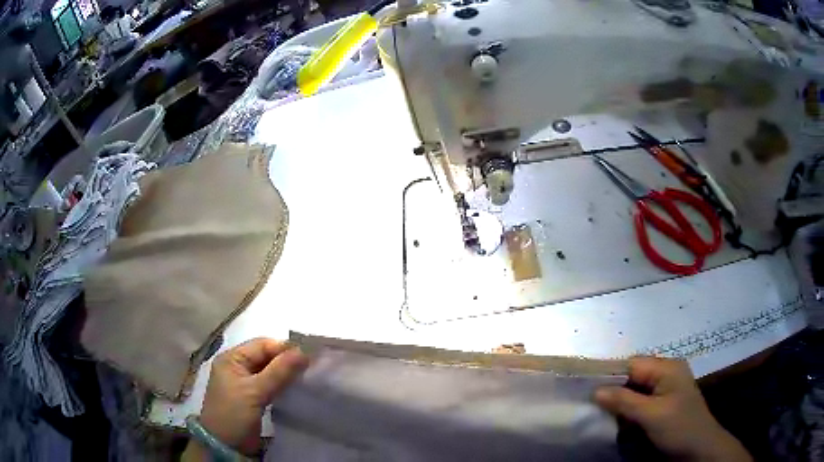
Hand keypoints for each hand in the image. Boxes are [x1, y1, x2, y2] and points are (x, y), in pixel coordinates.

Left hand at [193, 338, 308, 456]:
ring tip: (307, 376)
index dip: (284, 348)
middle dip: (287, 360)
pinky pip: (270, 384)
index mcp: (232, 358)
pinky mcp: (252, 397)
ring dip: (286, 373)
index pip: (262, 345)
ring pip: (270, 371)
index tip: (309, 355)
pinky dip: (282, 384)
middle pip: (266, 356)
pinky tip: (295, 388)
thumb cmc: (234, 414)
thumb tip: (304, 351)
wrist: (225, 445)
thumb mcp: (255, 392)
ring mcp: (244, 382)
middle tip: (311, 366)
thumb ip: (279, 372)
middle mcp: (237, 366)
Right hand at [594, 357, 750, 461]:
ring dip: (619, 401)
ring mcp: (665, 388)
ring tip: (599, 413)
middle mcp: (666, 372)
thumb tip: (595, 390)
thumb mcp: (651, 415)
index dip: (609, 374)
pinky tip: (617, 419)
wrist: (698, 448)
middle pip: (632, 375)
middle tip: (590, 404)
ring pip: (634, 389)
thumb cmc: (679, 427)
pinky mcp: (663, 403)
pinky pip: (639, 401)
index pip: (632, 364)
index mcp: (667, 367)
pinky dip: (627, 409)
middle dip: (612, 389)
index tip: (585, 388)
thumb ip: (624, 401)